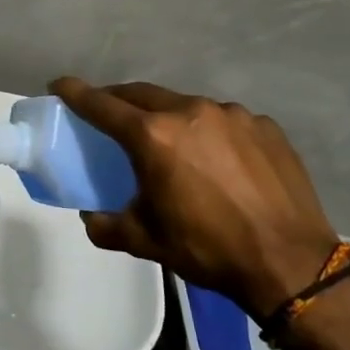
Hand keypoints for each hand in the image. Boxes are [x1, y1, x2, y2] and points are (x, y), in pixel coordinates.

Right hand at [50, 78, 339, 318]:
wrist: (291, 264)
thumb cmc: (208, 249)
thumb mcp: (146, 241)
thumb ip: (107, 226)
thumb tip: (91, 217)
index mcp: (153, 136)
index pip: (102, 104)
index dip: (75, 93)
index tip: (58, 85)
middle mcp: (189, 112)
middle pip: (142, 94)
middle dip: (119, 100)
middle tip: (109, 115)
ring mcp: (232, 114)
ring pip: (185, 105)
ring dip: (168, 118)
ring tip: (171, 144)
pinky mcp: (264, 126)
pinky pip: (224, 121)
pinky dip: (209, 132)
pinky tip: (218, 161)